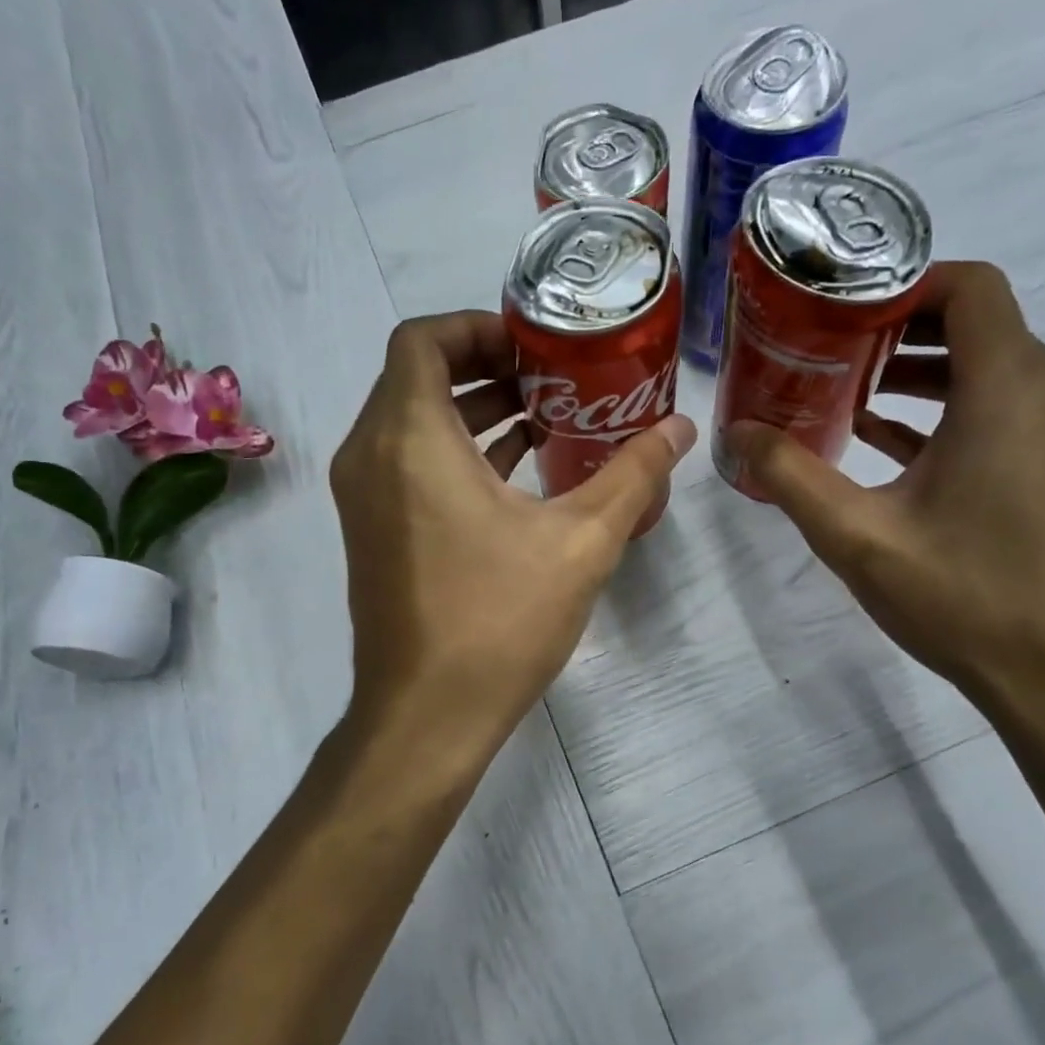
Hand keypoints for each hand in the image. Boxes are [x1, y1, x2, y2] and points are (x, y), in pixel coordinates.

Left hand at [332, 311, 695, 773]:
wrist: (426, 716)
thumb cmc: (498, 620)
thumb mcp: (582, 541)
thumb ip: (633, 475)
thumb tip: (682, 429)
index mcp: (410, 439)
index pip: (422, 339)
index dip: (478, 328)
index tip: (535, 348)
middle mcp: (370, 454)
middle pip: (417, 376)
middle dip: (486, 367)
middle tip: (553, 378)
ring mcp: (362, 495)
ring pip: (412, 420)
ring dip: (473, 409)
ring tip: (546, 418)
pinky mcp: (371, 529)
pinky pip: (407, 461)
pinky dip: (455, 449)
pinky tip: (518, 469)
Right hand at [725, 262, 1044, 706]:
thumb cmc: (962, 597)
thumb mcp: (856, 536)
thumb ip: (790, 475)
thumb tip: (736, 432)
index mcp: (1010, 391)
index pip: (971, 287)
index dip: (904, 286)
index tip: (842, 312)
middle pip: (978, 323)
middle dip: (900, 329)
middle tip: (830, 350)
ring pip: (991, 366)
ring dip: (921, 370)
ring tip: (848, 392)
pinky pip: (1003, 408)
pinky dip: (947, 408)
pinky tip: (884, 439)